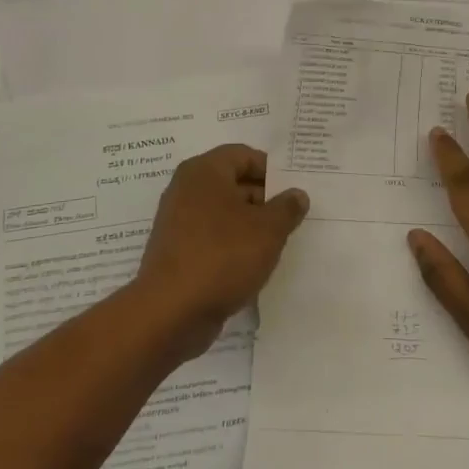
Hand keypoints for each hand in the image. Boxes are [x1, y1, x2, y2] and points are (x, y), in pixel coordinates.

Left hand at [131, 144, 308, 360]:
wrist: (171, 312)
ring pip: (223, 213)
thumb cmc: (223, 256)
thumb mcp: (268, 230)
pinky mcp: (176, 251)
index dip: (272, 170)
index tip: (294, 191)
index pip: (244, 155)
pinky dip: (232, 245)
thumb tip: (297, 195)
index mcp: (204, 171)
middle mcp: (186, 189)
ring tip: (277, 243)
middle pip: (233, 183)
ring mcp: (178, 221)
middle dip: (264, 199)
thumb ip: (287, 208)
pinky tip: (252, 264)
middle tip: (292, 218)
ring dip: (250, 225)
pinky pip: (211, 237)